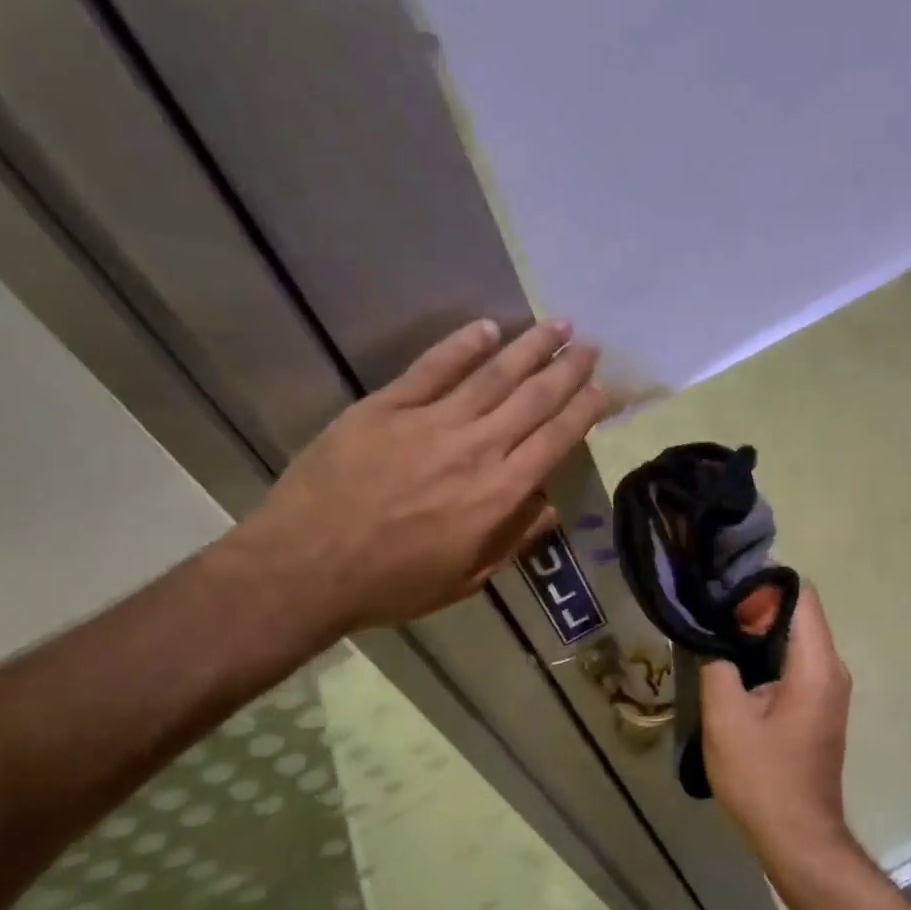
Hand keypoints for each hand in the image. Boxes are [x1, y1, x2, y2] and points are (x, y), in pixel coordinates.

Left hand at [225, 318, 604, 636]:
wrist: (307, 567)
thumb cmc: (391, 584)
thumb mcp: (465, 580)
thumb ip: (511, 540)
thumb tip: (549, 507)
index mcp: (498, 495)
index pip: (555, 441)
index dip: (584, 410)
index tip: (603, 388)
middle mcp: (476, 449)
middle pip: (533, 399)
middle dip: (567, 370)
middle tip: (590, 346)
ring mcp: (430, 423)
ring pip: (492, 375)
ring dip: (529, 347)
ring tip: (557, 325)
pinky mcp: (387, 407)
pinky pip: (433, 368)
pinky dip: (462, 345)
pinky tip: (487, 328)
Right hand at [700, 585, 853, 858]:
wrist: (797, 838)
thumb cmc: (762, 778)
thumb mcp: (726, 717)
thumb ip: (717, 663)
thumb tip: (711, 633)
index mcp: (815, 665)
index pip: (800, 595)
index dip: (762, 580)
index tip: (721, 581)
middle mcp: (830, 668)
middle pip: (797, 613)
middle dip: (753, 602)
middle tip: (707, 602)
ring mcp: (826, 688)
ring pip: (793, 637)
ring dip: (755, 628)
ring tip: (711, 626)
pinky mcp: (816, 705)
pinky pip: (792, 661)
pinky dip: (763, 652)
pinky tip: (728, 659)